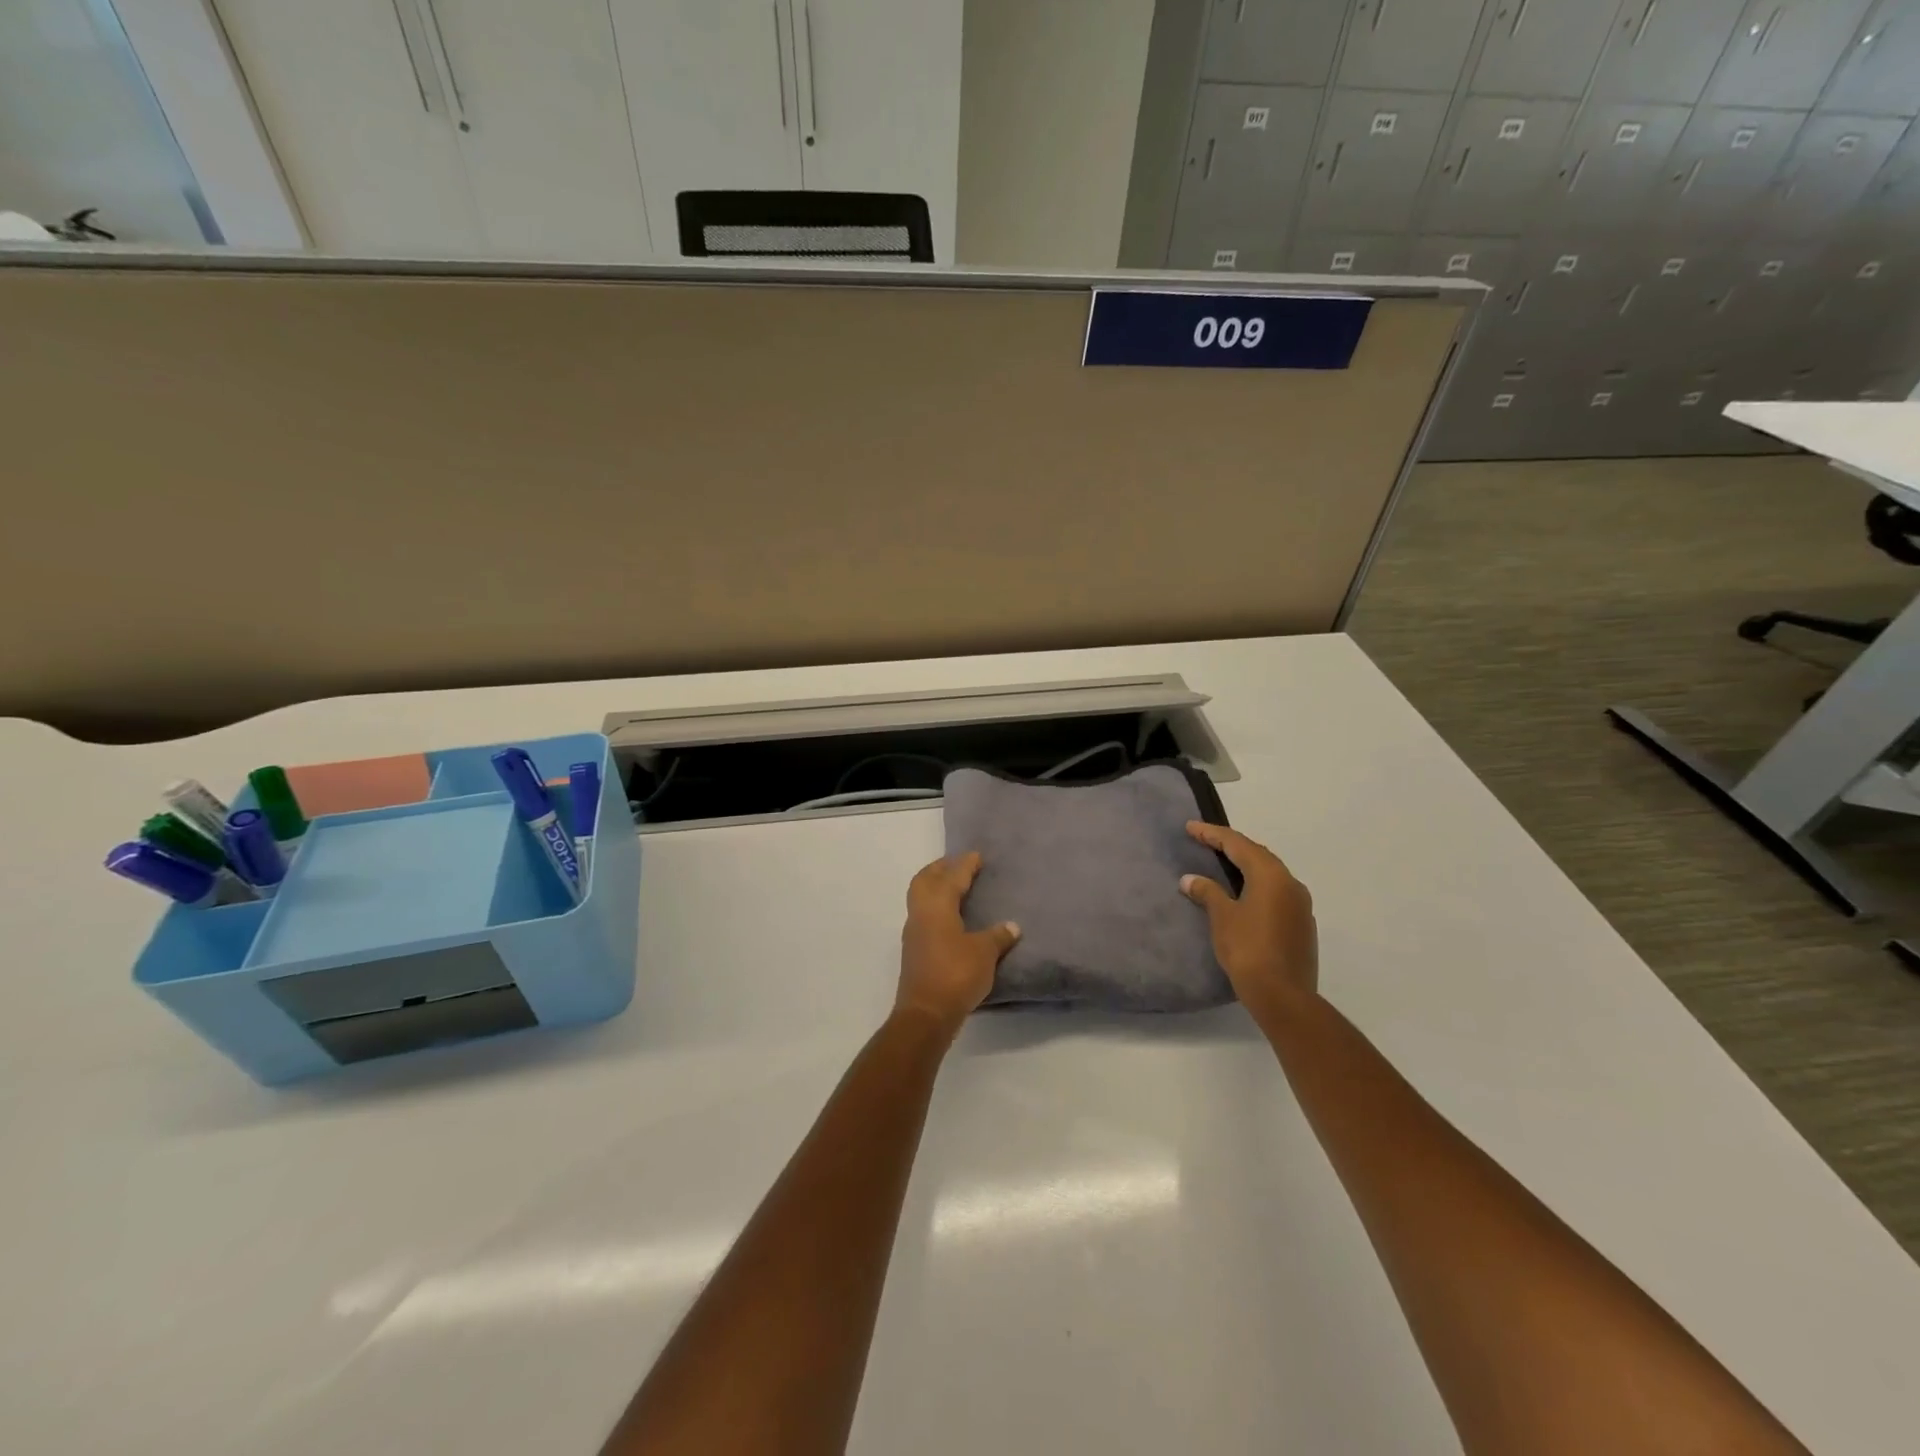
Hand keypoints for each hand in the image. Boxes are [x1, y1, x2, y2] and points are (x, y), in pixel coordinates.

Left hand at [897, 853, 1019, 1034]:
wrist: (926, 1014)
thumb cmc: (956, 974)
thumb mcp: (984, 953)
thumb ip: (998, 936)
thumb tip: (1011, 926)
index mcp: (937, 906)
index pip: (951, 877)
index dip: (965, 864)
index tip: (977, 855)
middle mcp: (921, 913)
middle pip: (925, 880)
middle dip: (941, 868)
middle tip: (959, 864)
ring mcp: (914, 933)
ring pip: (920, 897)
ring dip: (935, 886)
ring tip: (955, 886)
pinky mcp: (914, 950)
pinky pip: (923, 915)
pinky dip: (935, 906)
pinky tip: (951, 916)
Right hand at [1180, 822, 1318, 1022]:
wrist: (1283, 996)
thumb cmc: (1248, 949)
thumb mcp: (1222, 917)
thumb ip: (1207, 892)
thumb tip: (1190, 879)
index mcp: (1271, 875)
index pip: (1238, 844)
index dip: (1212, 834)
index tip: (1190, 827)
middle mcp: (1290, 884)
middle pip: (1257, 855)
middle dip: (1230, 846)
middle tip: (1205, 841)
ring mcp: (1300, 905)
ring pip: (1269, 874)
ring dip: (1245, 866)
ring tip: (1222, 864)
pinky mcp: (1301, 925)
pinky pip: (1276, 893)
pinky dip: (1256, 885)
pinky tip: (1242, 894)